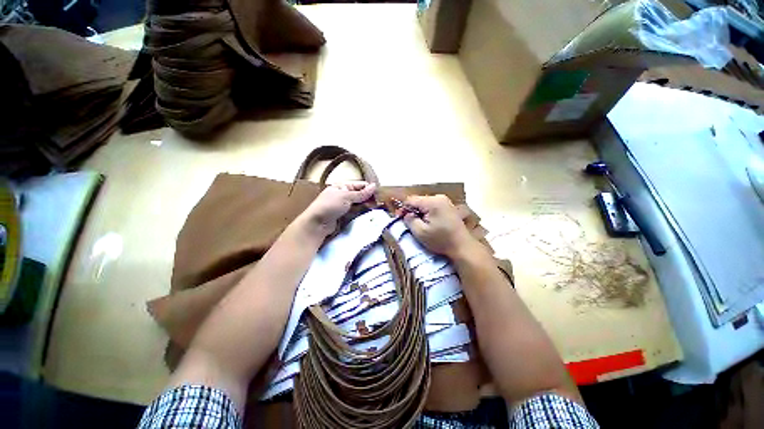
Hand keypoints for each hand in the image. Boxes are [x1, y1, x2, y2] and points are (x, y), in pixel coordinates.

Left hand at [300, 181, 376, 236]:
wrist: (317, 224)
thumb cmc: (330, 206)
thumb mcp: (346, 197)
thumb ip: (361, 193)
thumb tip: (374, 186)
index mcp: (342, 186)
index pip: (359, 185)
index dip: (369, 189)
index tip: (380, 194)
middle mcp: (343, 194)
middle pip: (360, 195)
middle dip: (369, 198)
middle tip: (379, 203)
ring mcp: (343, 206)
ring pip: (359, 204)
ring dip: (366, 206)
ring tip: (376, 209)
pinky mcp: (344, 215)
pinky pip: (355, 212)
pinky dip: (361, 212)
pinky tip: (368, 214)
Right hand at [401, 195, 475, 258]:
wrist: (462, 246)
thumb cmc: (441, 240)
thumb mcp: (420, 232)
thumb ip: (409, 220)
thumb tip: (406, 214)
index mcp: (432, 202)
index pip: (411, 200)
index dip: (403, 208)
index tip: (399, 217)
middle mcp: (439, 198)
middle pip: (419, 200)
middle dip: (411, 210)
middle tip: (407, 221)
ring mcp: (445, 201)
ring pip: (425, 203)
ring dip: (419, 212)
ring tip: (417, 223)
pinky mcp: (448, 207)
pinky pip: (432, 206)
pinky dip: (427, 212)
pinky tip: (427, 222)